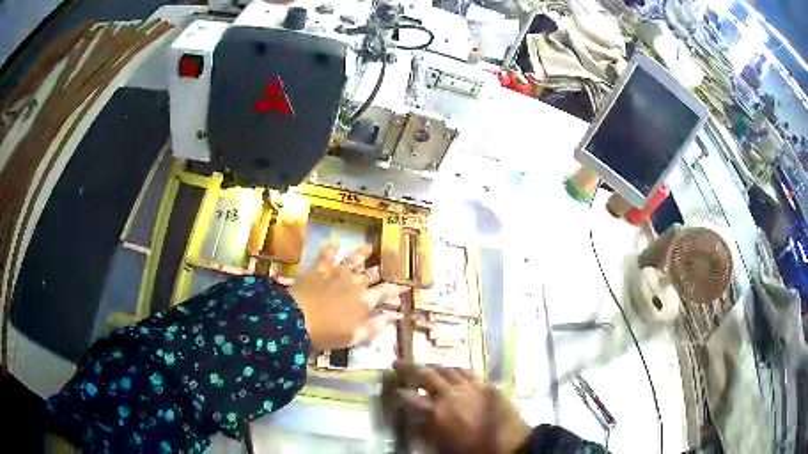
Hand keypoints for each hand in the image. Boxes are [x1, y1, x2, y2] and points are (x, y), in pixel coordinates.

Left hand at [289, 239, 404, 351]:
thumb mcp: (356, 336)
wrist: (297, 320)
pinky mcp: (319, 269)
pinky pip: (326, 255)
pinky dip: (331, 247)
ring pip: (353, 260)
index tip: (404, 286)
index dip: (395, 289)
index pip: (385, 292)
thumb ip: (376, 326)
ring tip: (369, 247)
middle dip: (380, 271)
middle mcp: (354, 283)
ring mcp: (336, 274)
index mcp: (364, 301)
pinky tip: (335, 239)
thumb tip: (395, 315)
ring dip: (362, 253)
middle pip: (371, 274)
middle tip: (388, 265)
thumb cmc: (327, 334)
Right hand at [391, 362, 531, 453]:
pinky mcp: (486, 385)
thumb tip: (415, 419)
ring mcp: (470, 387)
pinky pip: (467, 371)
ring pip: (447, 369)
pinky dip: (456, 369)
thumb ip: (427, 430)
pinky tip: (455, 370)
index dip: (400, 392)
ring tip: (426, 367)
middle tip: (398, 363)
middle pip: (427, 375)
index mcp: (438, 413)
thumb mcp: (443, 447)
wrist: (512, 444)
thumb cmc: (474, 450)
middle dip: (410, 368)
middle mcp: (451, 395)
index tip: (394, 389)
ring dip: (433, 367)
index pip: (410, 398)